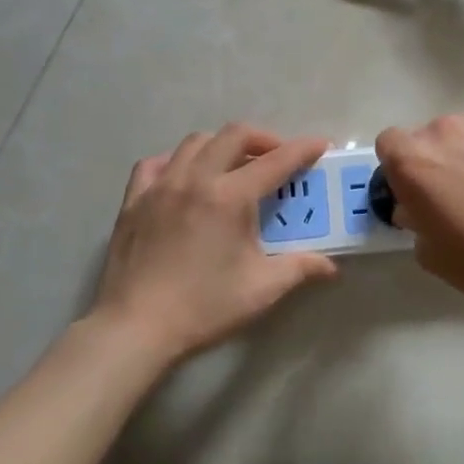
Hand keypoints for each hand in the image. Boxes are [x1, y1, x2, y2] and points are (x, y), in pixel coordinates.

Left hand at [89, 125, 338, 363]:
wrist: (135, 327)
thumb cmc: (203, 307)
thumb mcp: (261, 290)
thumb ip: (299, 268)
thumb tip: (330, 266)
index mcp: (229, 197)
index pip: (275, 161)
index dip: (302, 149)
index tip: (320, 145)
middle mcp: (195, 179)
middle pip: (234, 135)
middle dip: (263, 138)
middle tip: (278, 157)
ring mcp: (160, 186)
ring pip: (196, 142)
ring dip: (223, 145)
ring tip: (235, 166)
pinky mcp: (134, 200)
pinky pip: (157, 163)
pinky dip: (177, 161)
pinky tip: (185, 177)